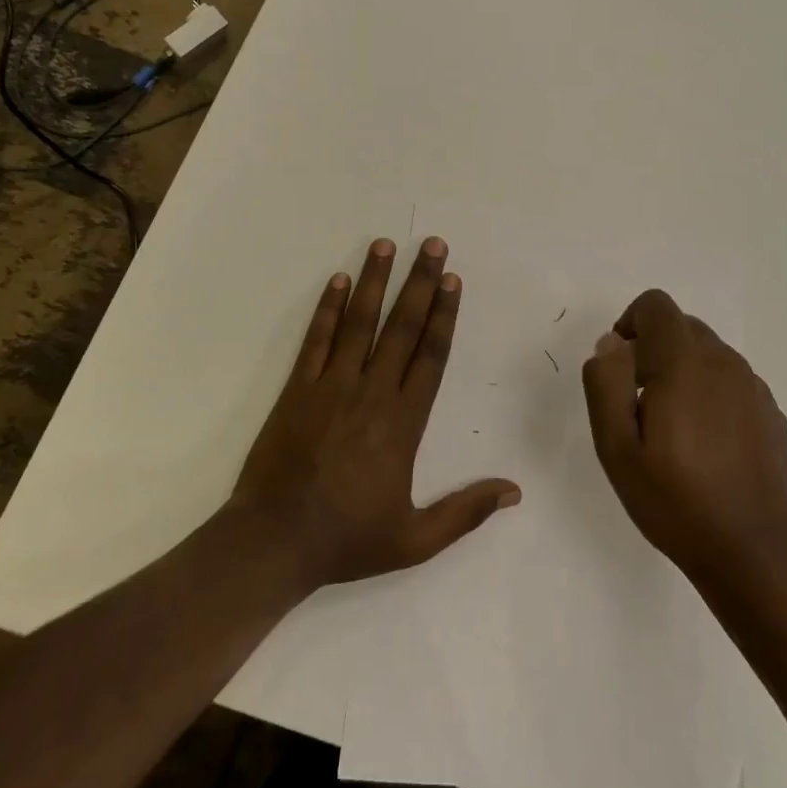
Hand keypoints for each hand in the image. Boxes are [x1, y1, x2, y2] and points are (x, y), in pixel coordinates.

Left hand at [231, 238, 520, 588]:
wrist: (272, 543)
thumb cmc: (345, 540)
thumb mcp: (414, 540)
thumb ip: (465, 512)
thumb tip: (514, 491)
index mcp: (403, 423)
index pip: (430, 356)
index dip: (443, 315)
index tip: (452, 280)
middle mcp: (370, 393)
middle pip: (401, 328)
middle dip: (419, 283)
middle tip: (431, 244)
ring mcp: (330, 387)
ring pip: (358, 324)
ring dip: (374, 282)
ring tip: (384, 245)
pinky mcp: (296, 389)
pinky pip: (315, 340)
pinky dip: (327, 309)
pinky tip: (338, 280)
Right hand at [581, 289, 786, 590]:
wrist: (755, 551)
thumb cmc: (675, 500)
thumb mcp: (617, 447)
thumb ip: (606, 383)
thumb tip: (610, 343)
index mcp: (684, 362)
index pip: (656, 305)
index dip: (630, 323)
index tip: (620, 367)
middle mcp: (724, 362)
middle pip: (682, 326)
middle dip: (653, 349)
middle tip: (637, 404)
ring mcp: (753, 387)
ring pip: (708, 354)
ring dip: (682, 372)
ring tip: (671, 429)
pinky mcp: (771, 412)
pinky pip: (731, 382)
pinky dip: (709, 393)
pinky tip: (705, 445)